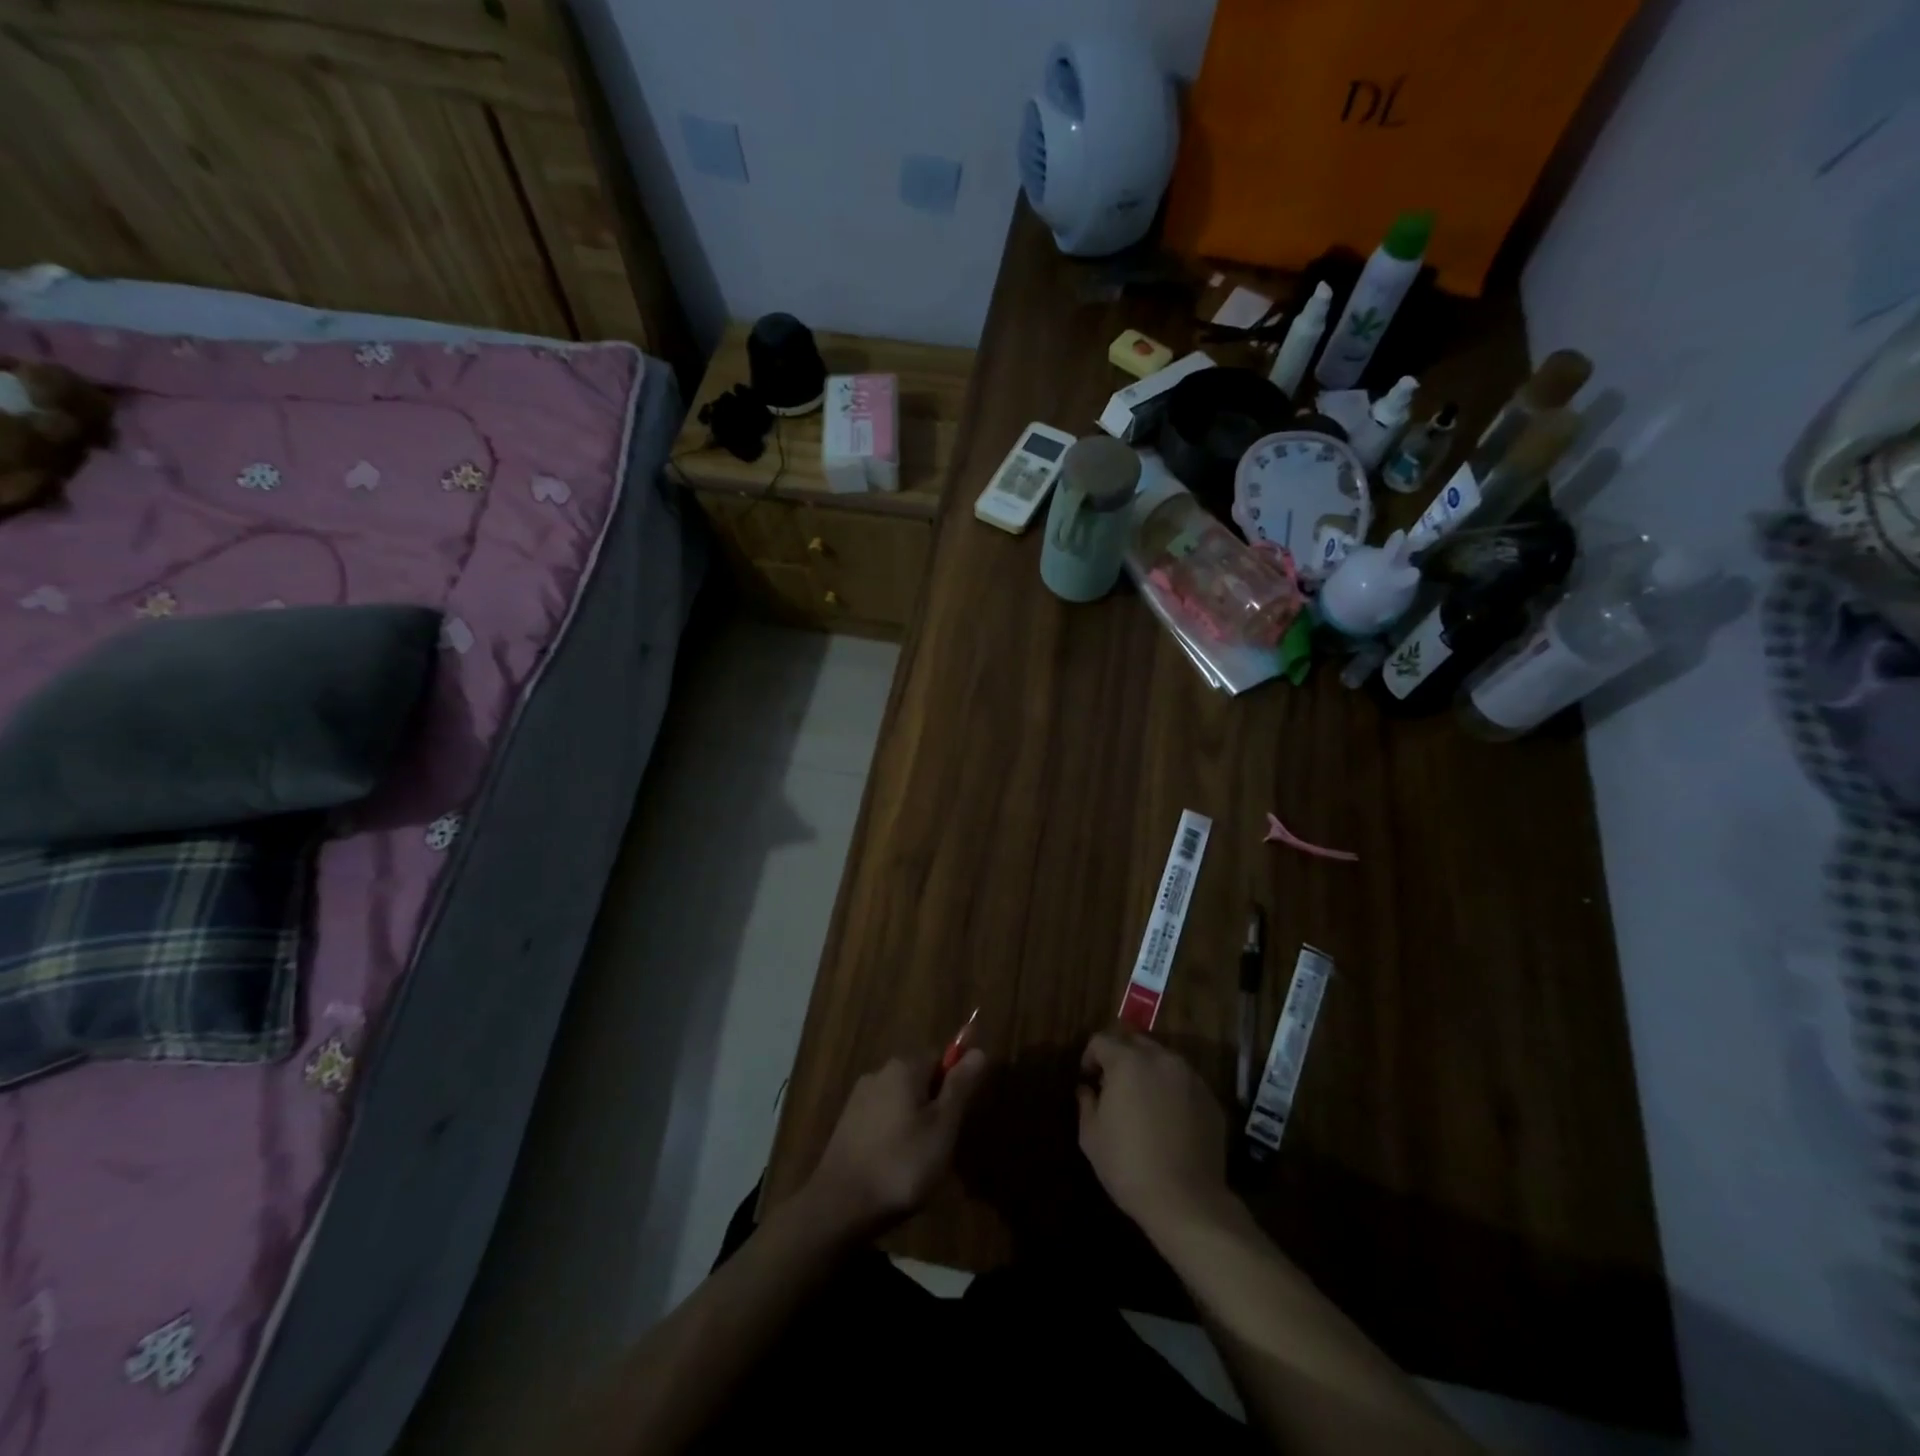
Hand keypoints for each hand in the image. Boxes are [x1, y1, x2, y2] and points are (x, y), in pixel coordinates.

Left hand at [799, 1048, 986, 1239]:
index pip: (940, 1058)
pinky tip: (894, 1166)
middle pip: (919, 1079)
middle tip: (941, 1145)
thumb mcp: (942, 1127)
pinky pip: (881, 1120)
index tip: (956, 1119)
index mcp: (904, 1067)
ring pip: (900, 1101)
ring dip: (913, 1123)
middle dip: (934, 1106)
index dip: (954, 1085)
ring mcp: (859, 1099)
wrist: (840, 1205)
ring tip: (918, 1162)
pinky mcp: (846, 1124)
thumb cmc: (901, 1164)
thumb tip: (978, 1050)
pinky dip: (893, 1136)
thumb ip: (960, 1087)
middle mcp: (879, 1073)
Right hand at [1077, 1025, 1229, 1238]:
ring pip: (1163, 1060)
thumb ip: (1086, 1103)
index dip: (1090, 1057)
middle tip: (1113, 1087)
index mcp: (1127, 1061)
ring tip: (1143, 1102)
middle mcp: (1161, 1059)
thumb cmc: (1128, 1165)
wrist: (1186, 1201)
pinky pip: (1184, 1083)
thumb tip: (1086, 1089)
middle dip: (1120, 1058)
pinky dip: (1172, 1091)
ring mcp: (1190, 1077)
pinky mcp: (1210, 1099)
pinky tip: (1168, 1120)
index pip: (1102, 1040)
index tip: (1088, 1079)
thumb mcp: (1091, 1136)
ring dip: (1148, 1072)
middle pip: (1135, 1042)